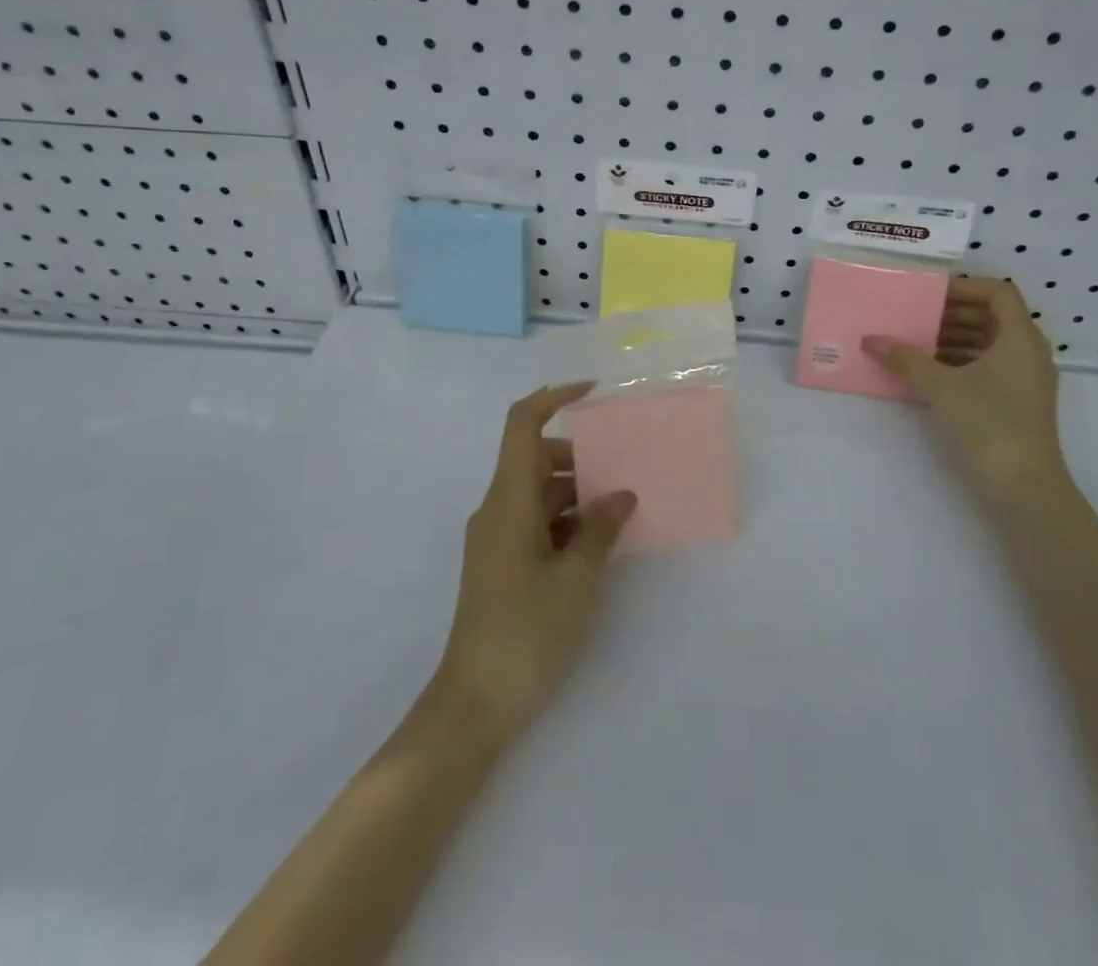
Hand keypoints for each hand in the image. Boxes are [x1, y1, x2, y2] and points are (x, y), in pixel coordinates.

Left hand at [431, 383, 636, 750]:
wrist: (473, 703)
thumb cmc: (526, 632)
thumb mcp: (576, 579)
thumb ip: (601, 529)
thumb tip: (622, 495)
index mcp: (509, 500)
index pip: (522, 425)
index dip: (554, 398)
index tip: (592, 393)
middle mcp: (497, 509)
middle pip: (536, 459)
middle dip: (580, 457)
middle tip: (624, 471)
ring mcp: (496, 538)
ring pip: (538, 493)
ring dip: (576, 494)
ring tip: (620, 511)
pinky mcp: (500, 563)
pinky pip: (535, 522)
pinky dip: (565, 521)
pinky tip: (598, 543)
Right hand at [863, 277, 1064, 486]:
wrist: (1025, 486)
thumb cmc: (989, 423)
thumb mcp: (941, 386)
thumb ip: (905, 359)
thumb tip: (870, 340)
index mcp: (1020, 337)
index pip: (998, 292)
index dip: (965, 287)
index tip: (930, 294)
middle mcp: (1029, 351)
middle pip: (992, 316)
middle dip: (953, 313)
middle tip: (915, 316)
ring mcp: (1026, 378)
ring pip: (990, 342)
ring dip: (954, 338)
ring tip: (916, 343)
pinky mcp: (1018, 401)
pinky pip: (989, 365)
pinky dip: (962, 361)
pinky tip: (930, 372)